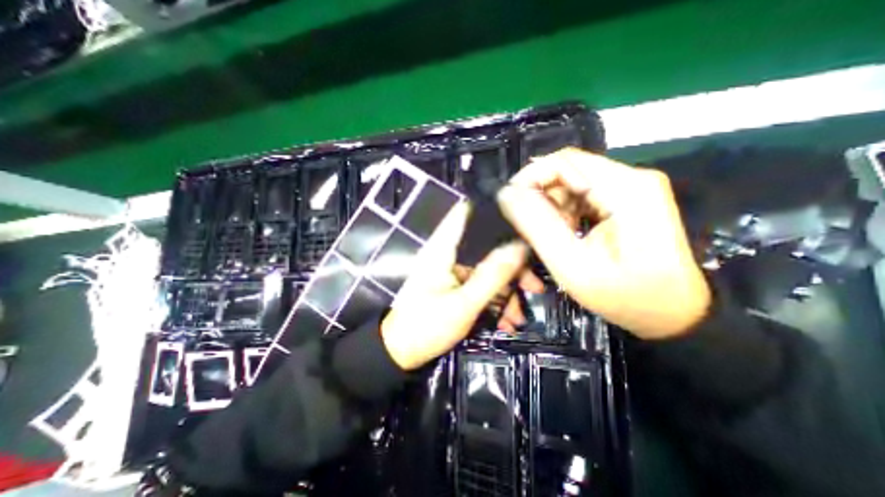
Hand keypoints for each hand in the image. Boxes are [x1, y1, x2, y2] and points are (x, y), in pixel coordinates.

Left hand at [381, 203, 531, 367]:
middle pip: (485, 247)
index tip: (521, 223)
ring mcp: (451, 271)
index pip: (466, 213)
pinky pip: (479, 285)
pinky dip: (493, 300)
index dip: (492, 213)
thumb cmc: (426, 326)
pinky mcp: (454, 286)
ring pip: (485, 269)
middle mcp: (447, 254)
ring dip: (505, 291)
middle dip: (511, 267)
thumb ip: (492, 276)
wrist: (400, 353)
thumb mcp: (464, 304)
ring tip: (519, 317)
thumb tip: (519, 247)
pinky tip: (505, 321)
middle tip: (533, 286)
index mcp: (443, 249)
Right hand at [496, 149, 710, 338]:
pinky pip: (583, 196)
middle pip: (568, 171)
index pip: (564, 161)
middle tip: (530, 229)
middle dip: (541, 197)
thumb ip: (537, 225)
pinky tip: (567, 235)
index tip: (510, 204)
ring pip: (572, 184)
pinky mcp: (627, 200)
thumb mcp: (572, 265)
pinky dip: (566, 213)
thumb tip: (507, 194)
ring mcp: (631, 189)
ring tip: (552, 237)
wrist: (675, 315)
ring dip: (552, 208)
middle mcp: (631, 179)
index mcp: (626, 188)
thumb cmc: (626, 297)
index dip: (530, 177)